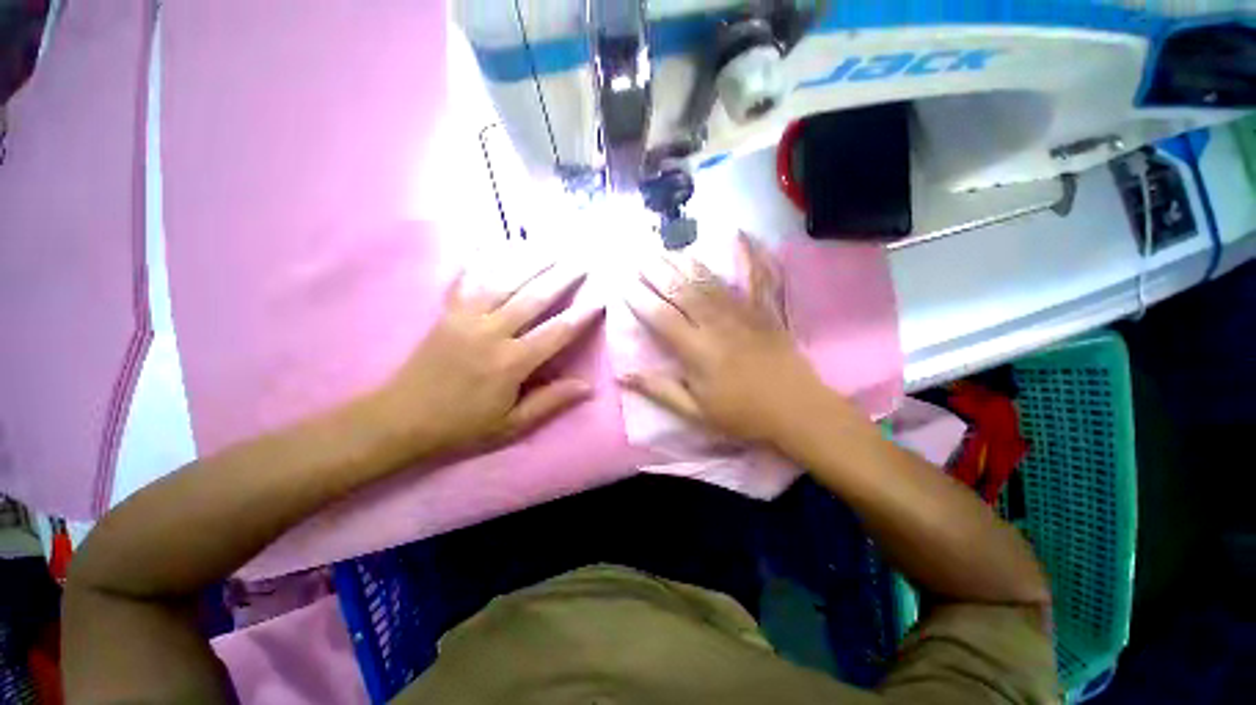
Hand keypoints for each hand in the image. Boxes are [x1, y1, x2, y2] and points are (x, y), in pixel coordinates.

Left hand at [370, 261, 602, 456]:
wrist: (401, 419)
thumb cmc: (463, 425)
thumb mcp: (512, 424)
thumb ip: (550, 402)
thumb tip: (588, 386)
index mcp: (511, 363)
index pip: (557, 332)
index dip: (582, 314)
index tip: (601, 296)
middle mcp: (492, 333)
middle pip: (534, 297)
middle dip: (562, 277)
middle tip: (583, 259)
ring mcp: (466, 317)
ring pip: (505, 281)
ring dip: (532, 261)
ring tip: (554, 246)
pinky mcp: (447, 312)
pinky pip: (467, 279)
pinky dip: (482, 258)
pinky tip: (496, 241)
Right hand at [621, 234, 849, 446]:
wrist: (796, 410)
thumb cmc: (741, 415)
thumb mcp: (695, 411)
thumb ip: (659, 389)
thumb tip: (622, 375)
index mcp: (697, 351)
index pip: (662, 319)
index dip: (641, 301)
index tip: (624, 284)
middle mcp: (716, 325)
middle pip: (682, 293)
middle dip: (659, 273)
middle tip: (641, 257)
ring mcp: (742, 314)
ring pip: (709, 282)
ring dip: (687, 264)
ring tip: (669, 248)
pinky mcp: (764, 311)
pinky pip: (756, 278)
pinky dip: (748, 255)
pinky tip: (740, 234)